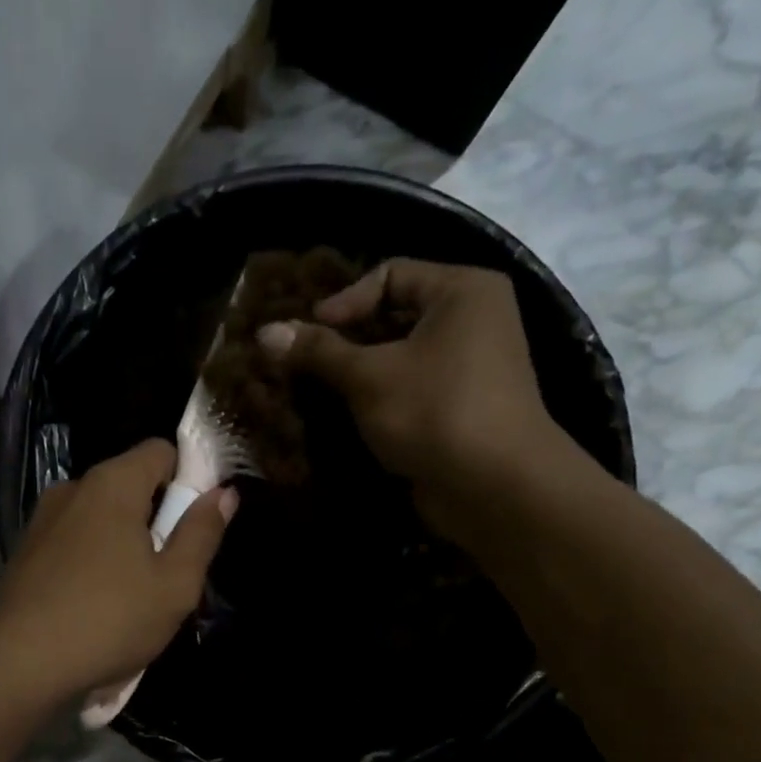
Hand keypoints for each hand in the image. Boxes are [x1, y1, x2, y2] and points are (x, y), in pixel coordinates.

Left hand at [0, 439, 236, 699]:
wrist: (19, 663)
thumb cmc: (109, 620)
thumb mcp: (174, 585)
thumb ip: (202, 533)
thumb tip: (223, 493)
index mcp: (113, 483)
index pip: (161, 451)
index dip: (187, 478)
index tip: (195, 522)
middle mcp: (73, 488)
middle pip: (130, 483)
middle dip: (155, 516)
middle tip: (168, 569)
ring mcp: (43, 519)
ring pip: (100, 516)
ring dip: (122, 541)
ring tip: (130, 594)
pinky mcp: (25, 549)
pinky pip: (74, 539)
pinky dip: (91, 558)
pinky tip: (93, 603)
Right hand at [257, 259, 582, 542]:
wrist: (495, 486)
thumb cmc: (434, 411)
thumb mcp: (368, 376)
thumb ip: (317, 351)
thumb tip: (265, 332)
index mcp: (463, 291)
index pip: (390, 274)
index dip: (343, 301)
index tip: (307, 335)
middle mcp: (473, 319)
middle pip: (395, 315)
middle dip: (347, 340)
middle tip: (304, 362)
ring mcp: (470, 366)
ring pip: (400, 356)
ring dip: (358, 373)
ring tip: (317, 390)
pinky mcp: (460, 406)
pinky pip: (410, 388)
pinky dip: (379, 398)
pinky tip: (346, 416)